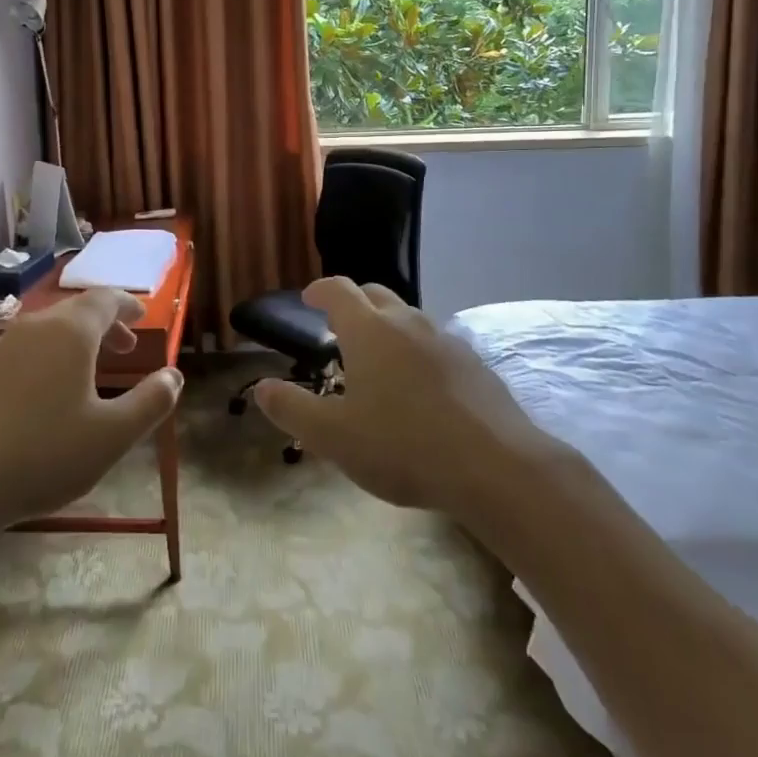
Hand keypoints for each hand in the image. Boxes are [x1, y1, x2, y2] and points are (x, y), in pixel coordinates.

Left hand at [0, 288, 181, 536]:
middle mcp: (32, 328)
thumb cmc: (42, 455)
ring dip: (73, 345)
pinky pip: (20, 353)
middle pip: (75, 313)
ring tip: (86, 375)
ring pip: (45, 333)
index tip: (143, 314)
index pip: (105, 299)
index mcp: (70, 333)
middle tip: (125, 348)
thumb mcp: (112, 437)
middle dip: (104, 326)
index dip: (127, 303)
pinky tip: (41, 399)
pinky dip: (43, 361)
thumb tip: (174, 376)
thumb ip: (151, 402)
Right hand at [251, 277, 558, 514]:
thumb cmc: (402, 446)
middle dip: (354, 303)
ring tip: (379, 361)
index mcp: (368, 331)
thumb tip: (262, 387)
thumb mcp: (333, 436)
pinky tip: (421, 389)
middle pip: (376, 295)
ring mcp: (446, 340)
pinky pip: (436, 345)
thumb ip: (292, 408)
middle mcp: (407, 323)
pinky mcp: (475, 364)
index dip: (320, 290)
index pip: (338, 290)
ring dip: (388, 328)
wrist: (496, 467)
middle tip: (340, 328)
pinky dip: (418, 352)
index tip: (309, 298)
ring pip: (409, 319)